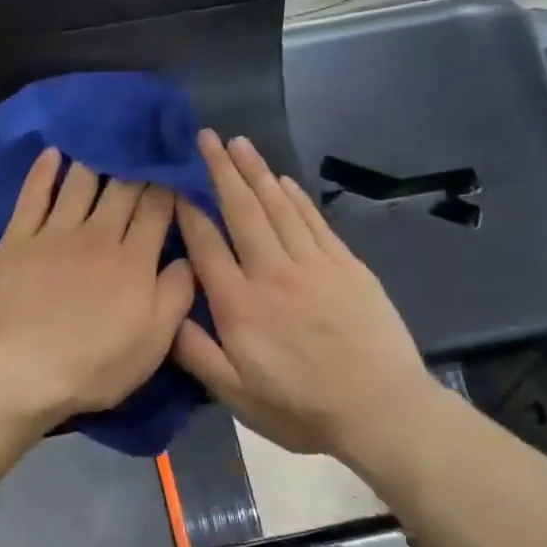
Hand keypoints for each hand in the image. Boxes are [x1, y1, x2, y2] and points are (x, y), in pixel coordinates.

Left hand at [0, 148, 195, 425]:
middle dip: (138, 166)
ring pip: (79, 183)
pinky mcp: (18, 241)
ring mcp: (54, 234)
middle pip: (122, 189)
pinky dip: (44, 171)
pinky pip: (33, 196)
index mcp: (134, 259)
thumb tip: (189, 257)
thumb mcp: (155, 342)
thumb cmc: (96, 365)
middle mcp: (98, 235)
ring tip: (104, 139)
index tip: (175, 169)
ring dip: (95, 159)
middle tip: (144, 145)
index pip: (158, 209)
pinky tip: (54, 153)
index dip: (169, 185)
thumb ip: (177, 294)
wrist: (24, 373)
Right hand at [172, 131, 442, 473]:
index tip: (175, 183)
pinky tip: (282, 179)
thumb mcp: (234, 394)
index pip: (206, 244)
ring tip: (239, 143)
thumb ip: (195, 352)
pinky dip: (296, 196)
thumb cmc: (299, 407)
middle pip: (242, 211)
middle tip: (206, 137)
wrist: (380, 409)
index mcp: (239, 304)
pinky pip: (314, 221)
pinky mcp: (347, 266)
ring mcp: (313, 265)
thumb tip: (166, 312)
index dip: (188, 210)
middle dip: (221, 171)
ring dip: (256, 172)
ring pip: (278, 207)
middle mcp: (272, 273)